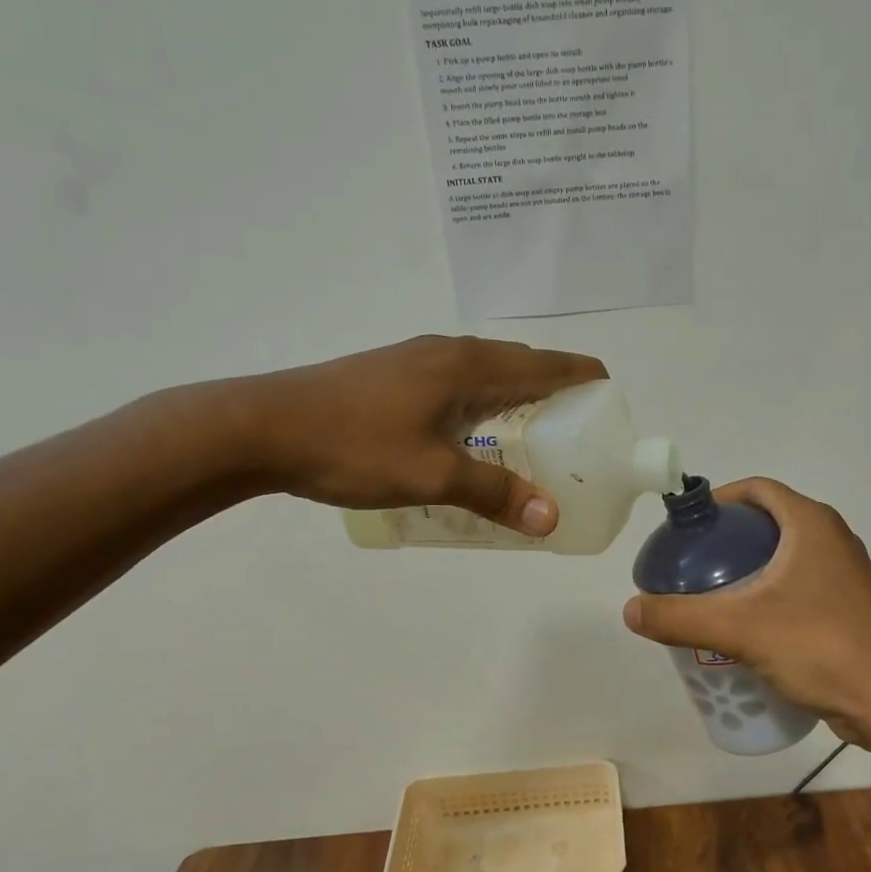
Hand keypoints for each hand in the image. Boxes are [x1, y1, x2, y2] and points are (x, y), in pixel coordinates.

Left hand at [219, 335, 606, 535]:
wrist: (262, 428)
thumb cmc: (354, 447)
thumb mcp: (432, 476)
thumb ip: (495, 495)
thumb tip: (550, 519)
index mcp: (467, 365)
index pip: (543, 363)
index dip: (581, 376)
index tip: (608, 396)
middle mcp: (447, 352)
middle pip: (518, 364)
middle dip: (553, 392)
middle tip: (574, 433)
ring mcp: (416, 359)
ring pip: (484, 374)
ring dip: (514, 399)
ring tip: (530, 439)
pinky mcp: (392, 374)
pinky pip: (456, 384)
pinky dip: (481, 405)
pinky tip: (470, 438)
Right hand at [621, 478, 870, 742]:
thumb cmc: (819, 647)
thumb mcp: (740, 629)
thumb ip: (680, 618)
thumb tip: (630, 610)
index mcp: (812, 524)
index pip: (758, 489)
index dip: (720, 501)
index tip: (689, 528)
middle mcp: (834, 539)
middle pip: (769, 524)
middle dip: (729, 542)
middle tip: (693, 568)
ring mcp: (846, 575)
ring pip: (785, 559)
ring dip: (749, 572)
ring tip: (713, 599)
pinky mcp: (850, 608)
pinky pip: (800, 587)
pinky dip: (771, 596)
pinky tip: (749, 630)